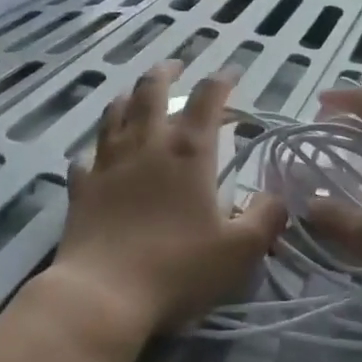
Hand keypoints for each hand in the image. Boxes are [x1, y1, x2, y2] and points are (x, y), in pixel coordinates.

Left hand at [47, 61, 285, 338]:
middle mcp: (147, 144)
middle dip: (167, 72)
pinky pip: (85, 157)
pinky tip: (98, 157)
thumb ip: (265, 218)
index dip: (222, 79)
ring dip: (129, 96)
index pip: (207, 97)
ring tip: (137, 95)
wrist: (103, 295)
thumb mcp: (240, 251)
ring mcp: (109, 162)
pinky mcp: (82, 187)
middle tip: (176, 67)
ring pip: (115, 112)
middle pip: (152, 90)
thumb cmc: (178, 269)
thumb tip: (278, 197)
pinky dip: (96, 151)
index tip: (232, 73)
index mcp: (188, 152)